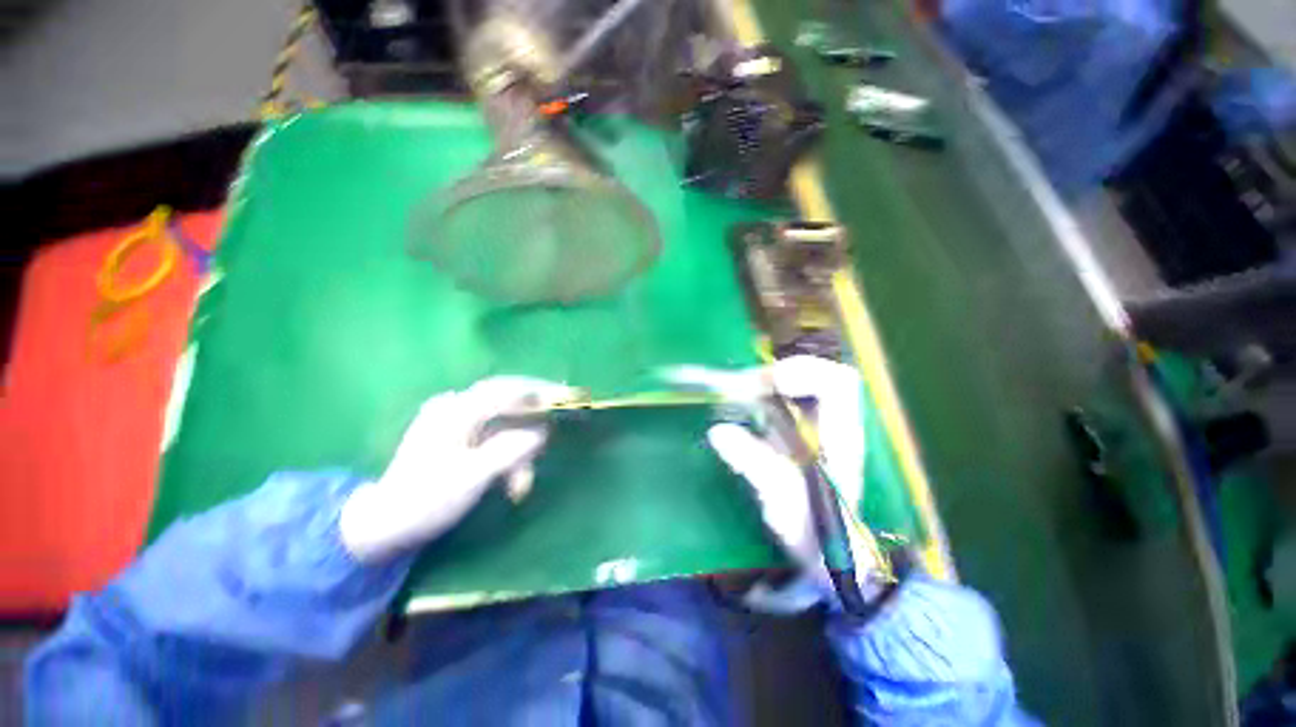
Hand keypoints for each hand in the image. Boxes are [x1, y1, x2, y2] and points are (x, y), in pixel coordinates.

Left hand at [339, 376, 574, 562]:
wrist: (383, 524)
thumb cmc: (427, 500)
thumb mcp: (474, 476)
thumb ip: (510, 449)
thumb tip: (540, 432)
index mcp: (456, 412)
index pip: (507, 391)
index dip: (540, 392)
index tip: (568, 395)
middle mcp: (455, 407)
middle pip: (507, 400)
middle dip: (533, 417)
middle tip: (555, 427)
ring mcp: (454, 421)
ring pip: (502, 423)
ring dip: (518, 451)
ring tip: (522, 485)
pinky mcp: (456, 436)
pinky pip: (492, 435)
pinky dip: (507, 454)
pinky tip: (511, 480)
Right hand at [703, 356, 877, 611]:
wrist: (824, 556)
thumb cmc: (813, 531)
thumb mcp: (782, 500)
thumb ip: (754, 464)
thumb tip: (719, 432)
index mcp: (840, 436)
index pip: (837, 384)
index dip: (805, 372)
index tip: (770, 383)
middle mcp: (830, 424)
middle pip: (814, 376)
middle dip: (776, 375)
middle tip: (742, 388)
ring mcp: (814, 428)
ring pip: (795, 388)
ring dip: (764, 385)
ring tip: (735, 395)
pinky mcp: (797, 436)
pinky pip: (780, 403)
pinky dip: (759, 398)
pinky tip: (740, 409)